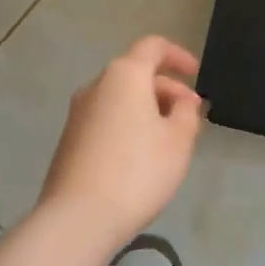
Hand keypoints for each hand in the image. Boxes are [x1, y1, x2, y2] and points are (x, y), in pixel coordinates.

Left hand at [37, 35, 203, 256]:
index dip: (177, 55)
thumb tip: (182, 100)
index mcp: (124, 74)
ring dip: (148, 109)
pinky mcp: (69, 140)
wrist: (77, 218)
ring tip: (170, 140)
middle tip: (190, 117)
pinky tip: (142, 156)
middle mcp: (97, 85)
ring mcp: (78, 113)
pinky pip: (106, 118)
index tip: (195, 72)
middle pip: (136, 73)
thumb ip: (186, 112)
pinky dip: (128, 124)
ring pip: (121, 98)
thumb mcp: (178, 141)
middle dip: (167, 89)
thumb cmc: (137, 171)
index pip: (152, 47)